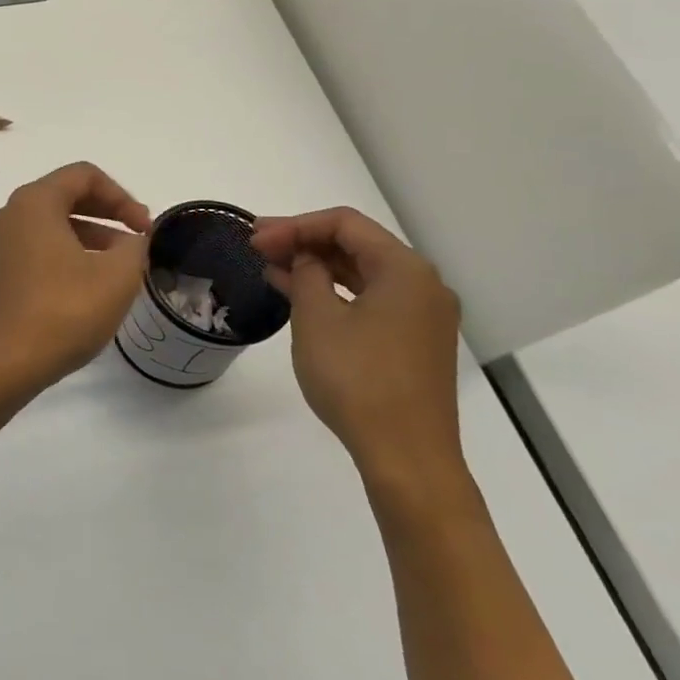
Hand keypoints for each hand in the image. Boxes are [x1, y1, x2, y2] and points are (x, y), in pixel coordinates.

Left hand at [0, 162, 151, 396]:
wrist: (4, 362)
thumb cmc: (63, 311)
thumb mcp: (117, 276)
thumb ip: (135, 246)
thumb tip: (133, 239)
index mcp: (35, 202)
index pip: (84, 175)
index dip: (122, 196)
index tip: (144, 228)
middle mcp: (12, 213)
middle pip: (67, 195)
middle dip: (108, 213)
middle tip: (137, 240)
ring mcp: (1, 242)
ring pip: (54, 223)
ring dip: (92, 235)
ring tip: (121, 266)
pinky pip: (40, 246)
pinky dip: (69, 253)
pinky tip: (90, 284)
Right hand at [248, 208, 464, 496]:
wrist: (406, 455)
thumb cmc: (357, 378)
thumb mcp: (317, 318)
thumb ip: (306, 275)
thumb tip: (304, 258)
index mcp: (405, 270)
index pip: (345, 224)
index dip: (295, 225)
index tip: (256, 239)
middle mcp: (423, 284)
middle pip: (358, 244)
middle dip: (305, 241)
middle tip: (258, 246)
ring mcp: (422, 315)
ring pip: (363, 272)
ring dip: (317, 266)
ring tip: (271, 267)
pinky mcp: (414, 341)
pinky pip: (371, 299)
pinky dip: (335, 291)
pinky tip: (300, 295)